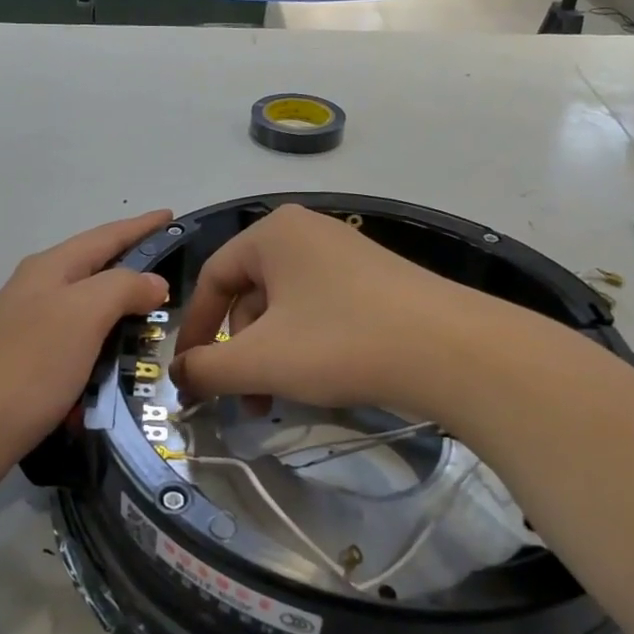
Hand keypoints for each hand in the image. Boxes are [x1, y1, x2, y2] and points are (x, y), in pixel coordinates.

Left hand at [0, 210, 172, 476]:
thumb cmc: (32, 363)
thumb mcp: (84, 314)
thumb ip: (124, 287)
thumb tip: (154, 282)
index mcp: (51, 267)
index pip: (106, 236)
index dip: (141, 226)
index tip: (172, 216)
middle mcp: (37, 288)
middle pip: (94, 267)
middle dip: (133, 266)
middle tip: (175, 274)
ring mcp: (29, 324)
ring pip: (86, 306)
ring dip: (120, 308)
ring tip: (155, 317)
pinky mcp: (29, 361)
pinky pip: (77, 341)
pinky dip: (102, 343)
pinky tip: (118, 360)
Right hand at [171, 204, 491, 420]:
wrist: (454, 352)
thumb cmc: (341, 343)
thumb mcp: (260, 360)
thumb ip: (207, 368)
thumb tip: (179, 376)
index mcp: (273, 234)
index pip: (212, 278)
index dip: (194, 330)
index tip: (189, 375)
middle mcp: (306, 233)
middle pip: (249, 295)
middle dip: (238, 352)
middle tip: (240, 398)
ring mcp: (346, 255)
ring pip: (284, 309)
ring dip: (269, 356)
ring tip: (275, 400)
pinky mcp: (376, 282)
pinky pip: (319, 311)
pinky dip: (304, 347)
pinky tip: (315, 382)